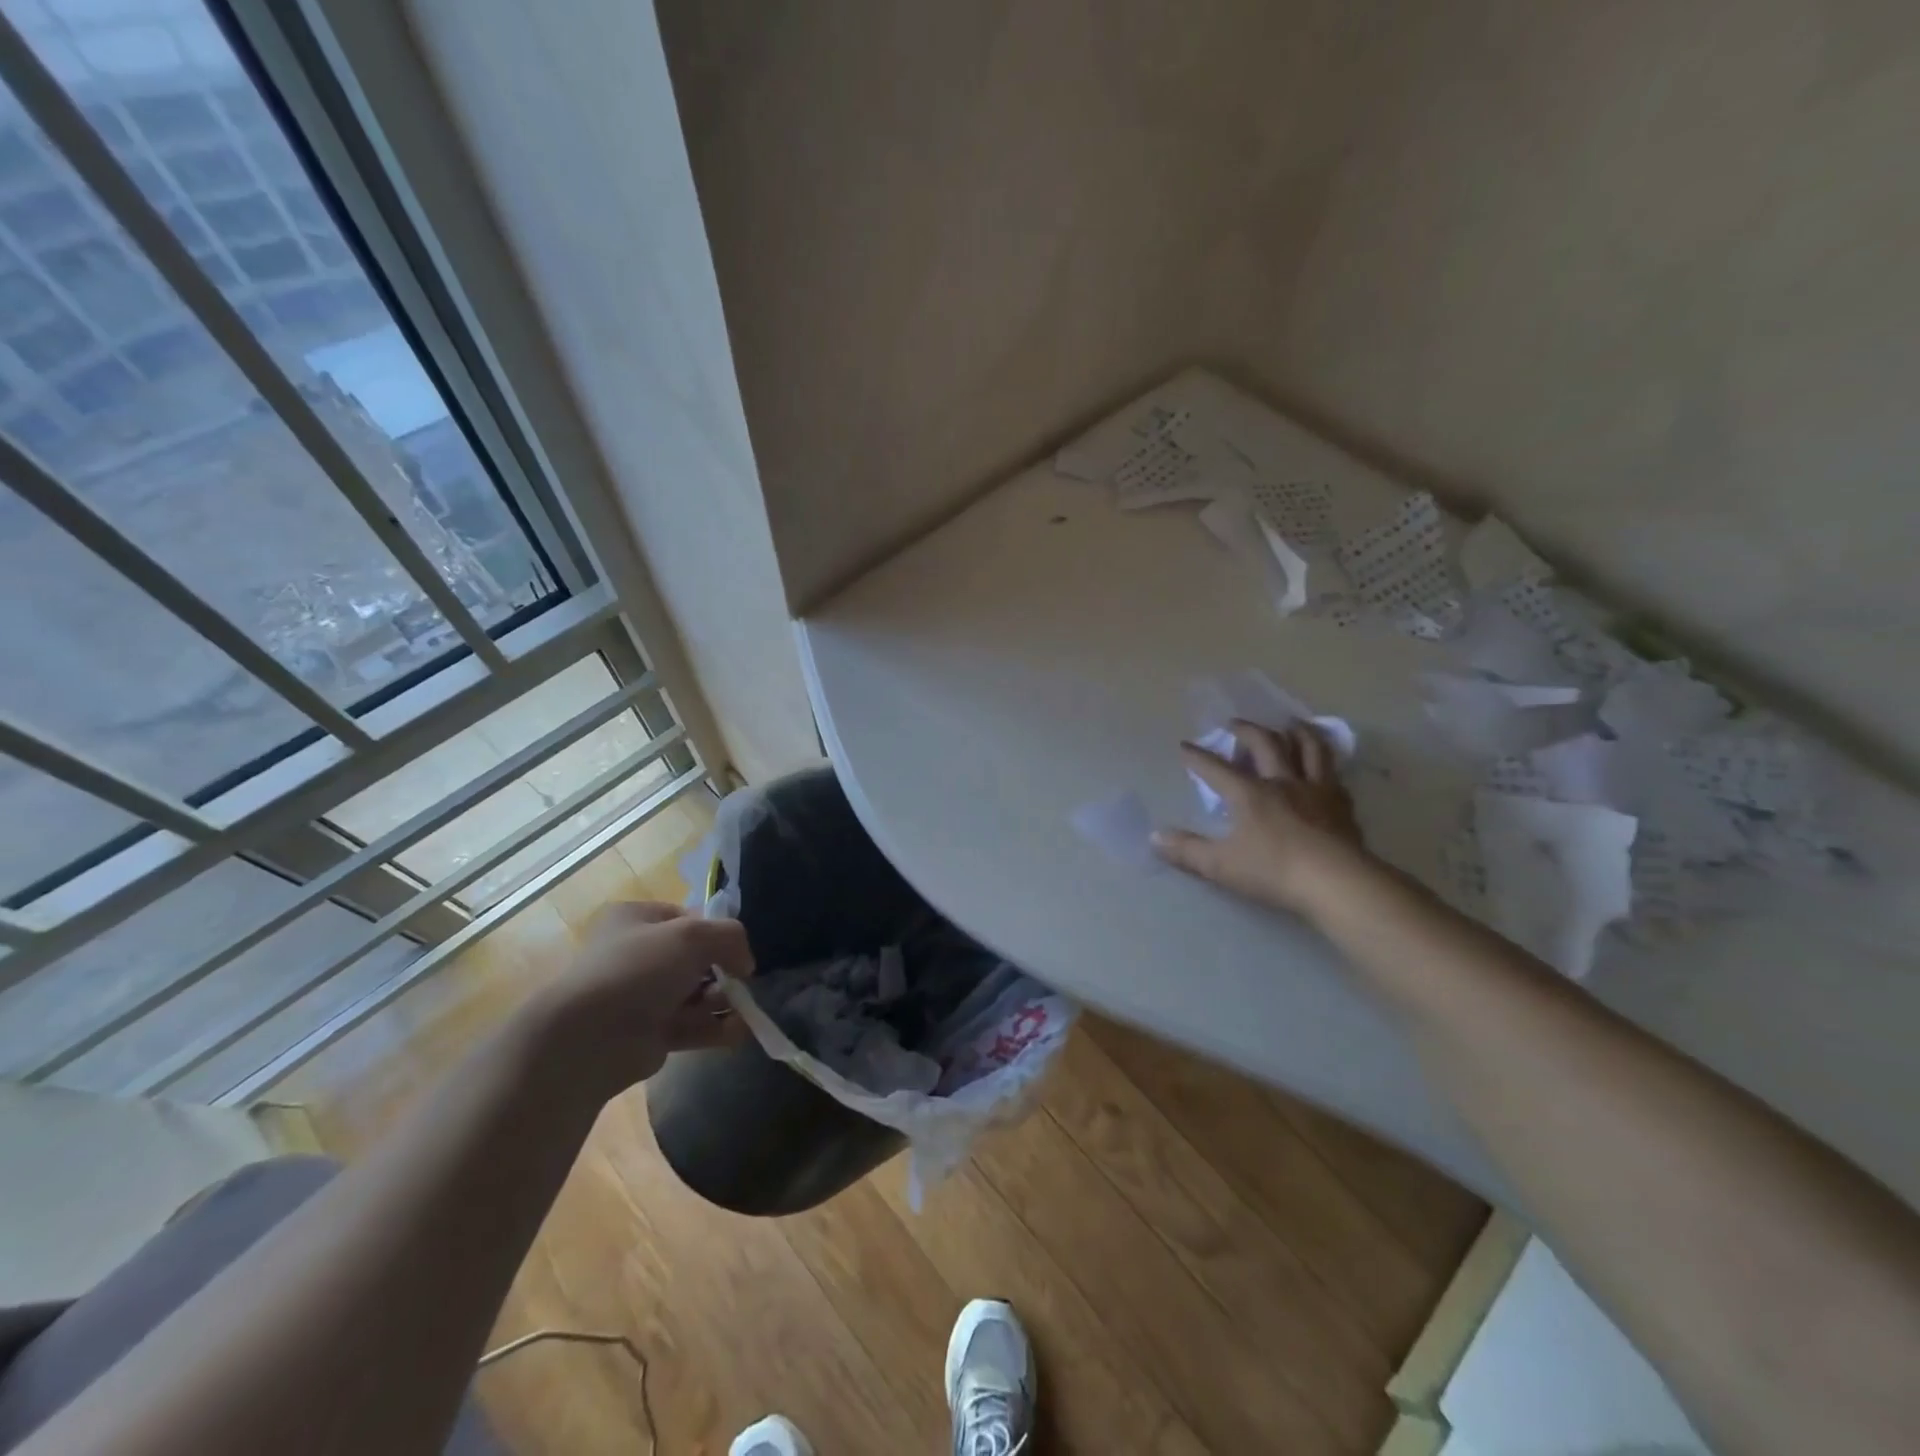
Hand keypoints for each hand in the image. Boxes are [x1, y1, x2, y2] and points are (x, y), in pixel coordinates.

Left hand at [531, 901, 754, 1097]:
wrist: (590, 1038)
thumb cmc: (639, 969)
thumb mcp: (694, 935)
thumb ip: (731, 937)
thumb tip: (745, 964)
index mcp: (637, 919)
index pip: (689, 917)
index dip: (717, 932)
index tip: (736, 950)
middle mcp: (638, 954)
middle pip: (697, 958)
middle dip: (723, 971)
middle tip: (739, 983)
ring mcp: (642, 996)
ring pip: (696, 993)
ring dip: (723, 1001)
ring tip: (741, 1010)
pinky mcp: (650, 1033)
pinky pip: (692, 1025)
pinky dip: (716, 1028)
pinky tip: (737, 1031)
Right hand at [1153, 720, 1376, 918]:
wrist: (1337, 883)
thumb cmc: (1273, 871)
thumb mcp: (1220, 865)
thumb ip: (1187, 850)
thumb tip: (1154, 837)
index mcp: (1249, 794)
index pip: (1216, 768)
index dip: (1197, 757)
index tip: (1184, 746)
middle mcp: (1282, 782)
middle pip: (1265, 745)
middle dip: (1247, 731)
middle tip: (1236, 724)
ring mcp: (1317, 791)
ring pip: (1309, 749)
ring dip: (1297, 733)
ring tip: (1291, 725)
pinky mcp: (1343, 806)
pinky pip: (1335, 777)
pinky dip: (1327, 766)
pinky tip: (1326, 770)